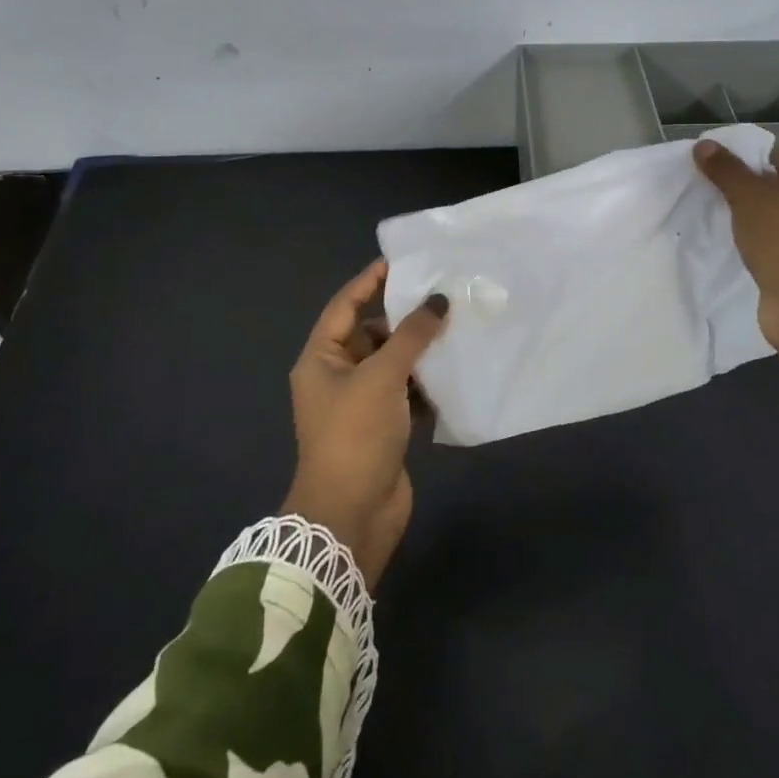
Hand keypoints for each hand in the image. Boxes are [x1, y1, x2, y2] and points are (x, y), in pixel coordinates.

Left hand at [282, 259, 448, 589]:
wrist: (351, 515)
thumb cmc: (355, 435)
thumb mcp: (382, 377)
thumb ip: (411, 335)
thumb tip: (438, 300)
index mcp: (322, 359)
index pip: (345, 306)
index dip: (370, 281)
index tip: (402, 262)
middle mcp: (338, 377)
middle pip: (373, 334)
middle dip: (405, 319)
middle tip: (442, 296)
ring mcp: (361, 404)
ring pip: (393, 364)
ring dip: (420, 352)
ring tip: (457, 329)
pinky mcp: (384, 427)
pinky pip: (407, 393)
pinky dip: (427, 384)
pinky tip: (455, 372)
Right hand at [693, 143, 778, 353]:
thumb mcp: (748, 196)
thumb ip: (725, 170)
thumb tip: (703, 144)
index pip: (771, 157)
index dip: (739, 159)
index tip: (707, 167)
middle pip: (769, 186)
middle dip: (738, 189)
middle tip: (703, 191)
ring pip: (766, 217)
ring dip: (742, 219)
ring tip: (709, 216)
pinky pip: (767, 242)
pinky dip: (749, 242)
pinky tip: (726, 244)